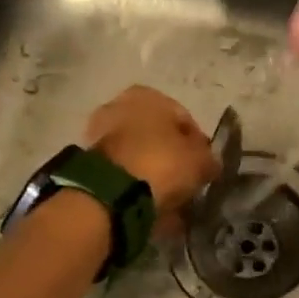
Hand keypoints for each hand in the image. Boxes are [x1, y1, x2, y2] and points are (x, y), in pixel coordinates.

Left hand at [85, 86, 220, 234]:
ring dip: (152, 171)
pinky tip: (147, 202)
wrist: (110, 192)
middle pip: (157, 135)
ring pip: (138, 154)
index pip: (184, 118)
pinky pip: (122, 171)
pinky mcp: (88, 161)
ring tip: (167, 196)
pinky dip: (134, 183)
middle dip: (171, 157)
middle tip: (186, 182)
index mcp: (148, 95)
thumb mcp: (199, 161)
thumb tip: (210, 163)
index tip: (205, 167)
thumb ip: (209, 159)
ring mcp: (100, 133)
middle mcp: (120, 105)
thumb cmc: (161, 163)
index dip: (199, 145)